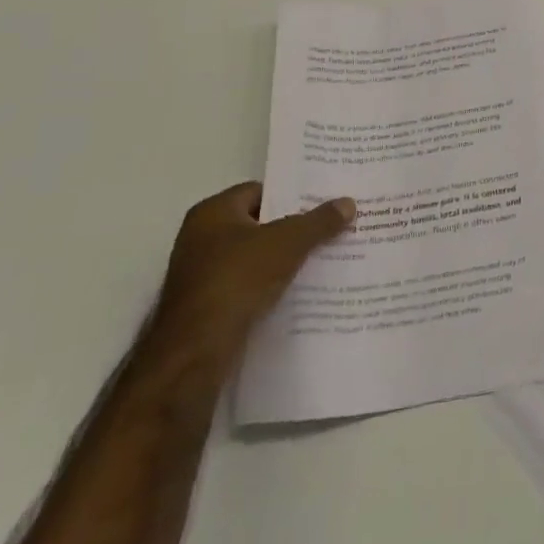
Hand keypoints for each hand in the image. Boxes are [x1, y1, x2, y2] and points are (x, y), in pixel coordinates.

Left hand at [147, 182, 353, 378]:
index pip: (260, 191)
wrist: (195, 351)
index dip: (292, 195)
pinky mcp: (207, 307)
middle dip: (293, 228)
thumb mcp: (288, 242)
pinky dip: (271, 286)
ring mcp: (201, 275)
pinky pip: (248, 286)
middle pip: (259, 224)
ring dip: (284, 260)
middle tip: (331, 228)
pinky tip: (300, 290)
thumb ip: (319, 221)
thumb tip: (348, 202)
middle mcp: (201, 238)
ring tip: (325, 258)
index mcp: (212, 213)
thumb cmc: (237, 279)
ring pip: (255, 258)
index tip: (323, 202)